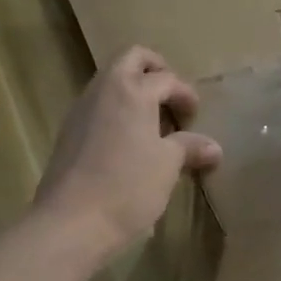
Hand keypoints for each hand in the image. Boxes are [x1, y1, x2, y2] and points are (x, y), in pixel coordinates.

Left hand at [35, 47, 221, 260]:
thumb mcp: (167, 166)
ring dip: (133, 90)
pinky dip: (116, 109)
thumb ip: (189, 148)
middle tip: (171, 95)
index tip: (195, 116)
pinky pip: (97, 105)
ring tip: (152, 120)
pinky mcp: (68, 132)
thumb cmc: (127, 187)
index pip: (166, 78)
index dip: (185, 94)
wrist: (70, 222)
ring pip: (110, 80)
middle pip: (131, 59)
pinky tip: (127, 141)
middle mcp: (103, 89)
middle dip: (155, 69)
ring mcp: (81, 109)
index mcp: (132, 90)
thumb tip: (213, 147)